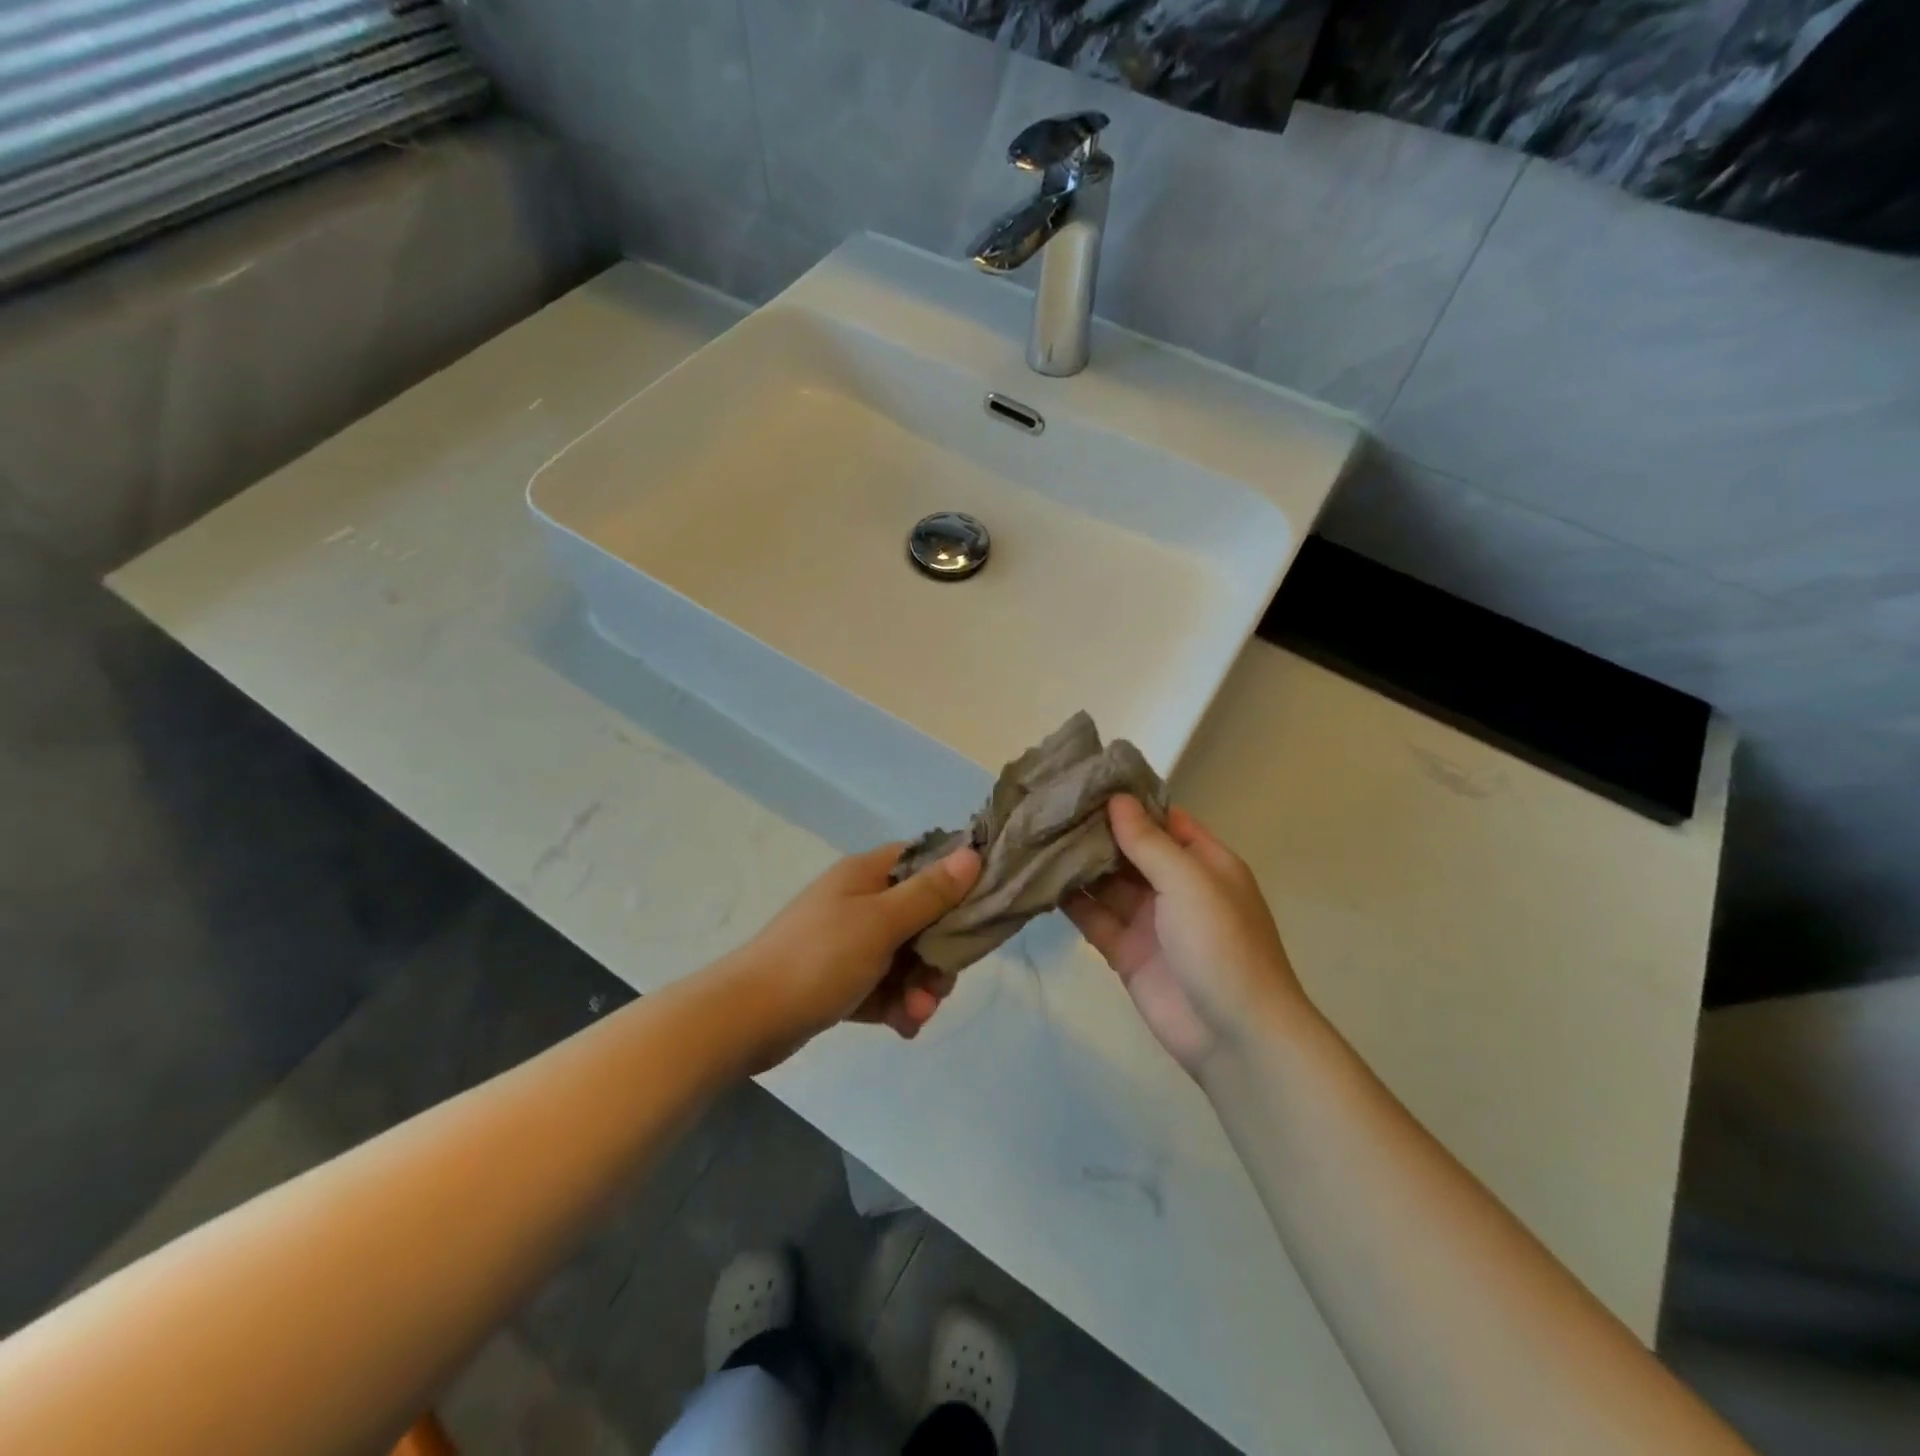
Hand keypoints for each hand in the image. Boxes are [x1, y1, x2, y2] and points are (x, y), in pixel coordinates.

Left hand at [728, 841, 981, 1066]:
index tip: (979, 912)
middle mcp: (860, 902)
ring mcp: (849, 942)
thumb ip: (929, 893)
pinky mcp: (841, 979)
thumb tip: (973, 853)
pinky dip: (897, 1004)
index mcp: (867, 875)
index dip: (955, 881)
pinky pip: (884, 985)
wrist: (747, 1019)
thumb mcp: (881, 923)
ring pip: (907, 957)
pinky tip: (902, 1027)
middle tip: (939, 986)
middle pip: (923, 917)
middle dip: (938, 955)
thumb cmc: (818, 959)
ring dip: (919, 987)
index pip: (924, 862)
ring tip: (915, 1015)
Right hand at [1065, 796, 1307, 1078]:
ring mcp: (1149, 920)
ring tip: (1034, 835)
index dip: (1128, 801)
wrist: (1234, 1036)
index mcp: (1203, 862)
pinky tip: (1038, 879)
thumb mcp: (1189, 881)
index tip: (1084, 779)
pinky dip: (1070, 902)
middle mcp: (1175, 886)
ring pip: (1107, 883)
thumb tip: (1116, 799)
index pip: (1162, 820)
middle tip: (1047, 804)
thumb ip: (1148, 842)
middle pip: (1129, 850)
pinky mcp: (1125, 952)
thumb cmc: (1221, 944)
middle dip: (1094, 830)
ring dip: (1077, 863)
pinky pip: (1094, 918)